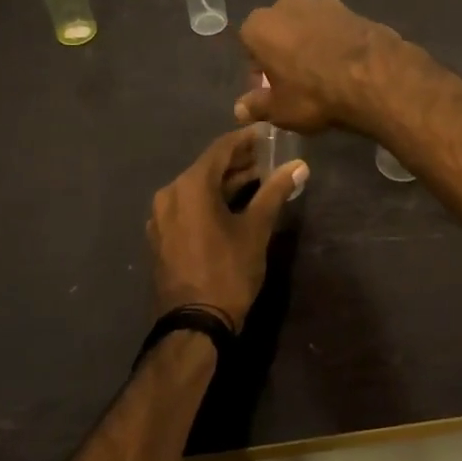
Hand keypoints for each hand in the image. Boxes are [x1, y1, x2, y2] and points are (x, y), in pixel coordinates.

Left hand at [148, 127, 306, 332]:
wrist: (193, 327)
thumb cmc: (227, 271)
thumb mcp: (256, 229)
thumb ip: (275, 191)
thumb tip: (300, 166)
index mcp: (190, 186)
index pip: (221, 148)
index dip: (246, 139)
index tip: (268, 133)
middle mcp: (170, 194)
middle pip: (207, 167)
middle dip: (238, 161)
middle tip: (268, 157)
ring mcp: (161, 217)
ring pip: (197, 188)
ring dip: (225, 182)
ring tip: (258, 179)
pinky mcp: (162, 237)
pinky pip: (188, 206)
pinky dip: (210, 200)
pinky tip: (233, 205)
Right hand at [235, 0, 403, 134]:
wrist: (374, 76)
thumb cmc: (313, 94)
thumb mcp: (280, 110)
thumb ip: (257, 106)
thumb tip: (240, 109)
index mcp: (260, 25)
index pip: (249, 44)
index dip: (259, 68)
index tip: (270, 88)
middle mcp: (287, 4)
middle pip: (279, 29)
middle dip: (283, 49)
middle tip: (296, 80)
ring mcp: (323, 2)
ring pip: (308, 24)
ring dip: (311, 42)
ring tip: (325, 72)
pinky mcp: (352, 8)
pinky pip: (335, 27)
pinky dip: (336, 40)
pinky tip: (347, 64)